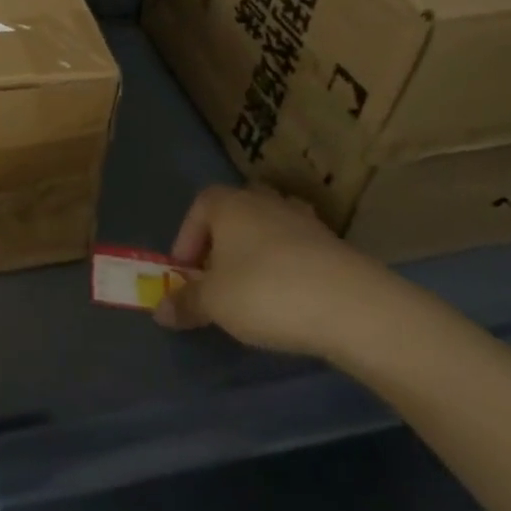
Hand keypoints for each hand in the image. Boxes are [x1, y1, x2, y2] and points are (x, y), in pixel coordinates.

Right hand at [154, 184, 386, 358]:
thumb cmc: (265, 292)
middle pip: (233, 215)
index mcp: (229, 203)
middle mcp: (263, 200)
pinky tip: (289, 297)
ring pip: (267, 230)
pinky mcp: (333, 244)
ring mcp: (302, 219)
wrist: (351, 305)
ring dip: (255, 254)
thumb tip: (160, 310)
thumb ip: (185, 303)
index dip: (186, 238)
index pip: (198, 207)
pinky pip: (297, 249)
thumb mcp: (214, 303)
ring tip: (252, 291)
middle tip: (216, 280)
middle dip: (220, 244)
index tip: (185, 273)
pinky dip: (286, 267)